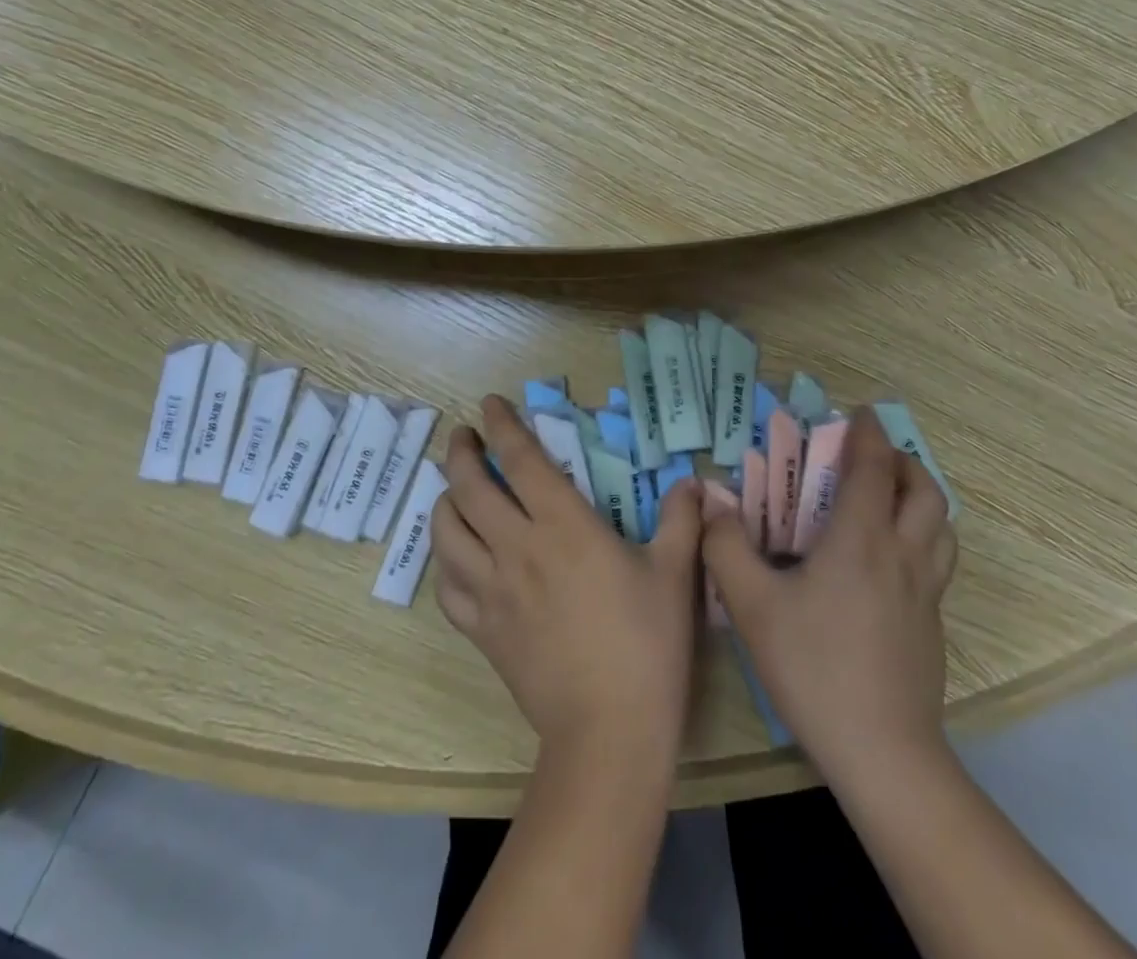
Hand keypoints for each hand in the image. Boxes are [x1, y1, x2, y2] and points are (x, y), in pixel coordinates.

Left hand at [433, 395, 705, 769]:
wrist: (609, 731)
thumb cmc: (646, 644)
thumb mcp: (675, 573)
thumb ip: (681, 519)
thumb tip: (692, 481)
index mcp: (562, 525)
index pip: (520, 459)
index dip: (502, 425)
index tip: (490, 404)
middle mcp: (517, 547)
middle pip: (469, 487)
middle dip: (461, 453)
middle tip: (463, 437)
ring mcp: (492, 591)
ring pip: (447, 533)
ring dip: (444, 502)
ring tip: (455, 491)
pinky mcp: (482, 630)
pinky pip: (448, 588)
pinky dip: (447, 563)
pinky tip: (458, 558)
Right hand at [702, 405, 956, 778]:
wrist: (883, 753)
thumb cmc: (814, 667)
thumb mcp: (752, 604)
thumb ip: (726, 546)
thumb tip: (711, 502)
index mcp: (862, 539)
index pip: (874, 468)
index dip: (868, 434)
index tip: (860, 412)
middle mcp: (902, 556)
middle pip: (925, 491)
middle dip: (903, 461)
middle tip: (874, 456)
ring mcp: (925, 593)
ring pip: (941, 527)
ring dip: (921, 498)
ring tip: (891, 499)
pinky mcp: (932, 626)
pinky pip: (936, 561)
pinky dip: (922, 537)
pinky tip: (889, 560)